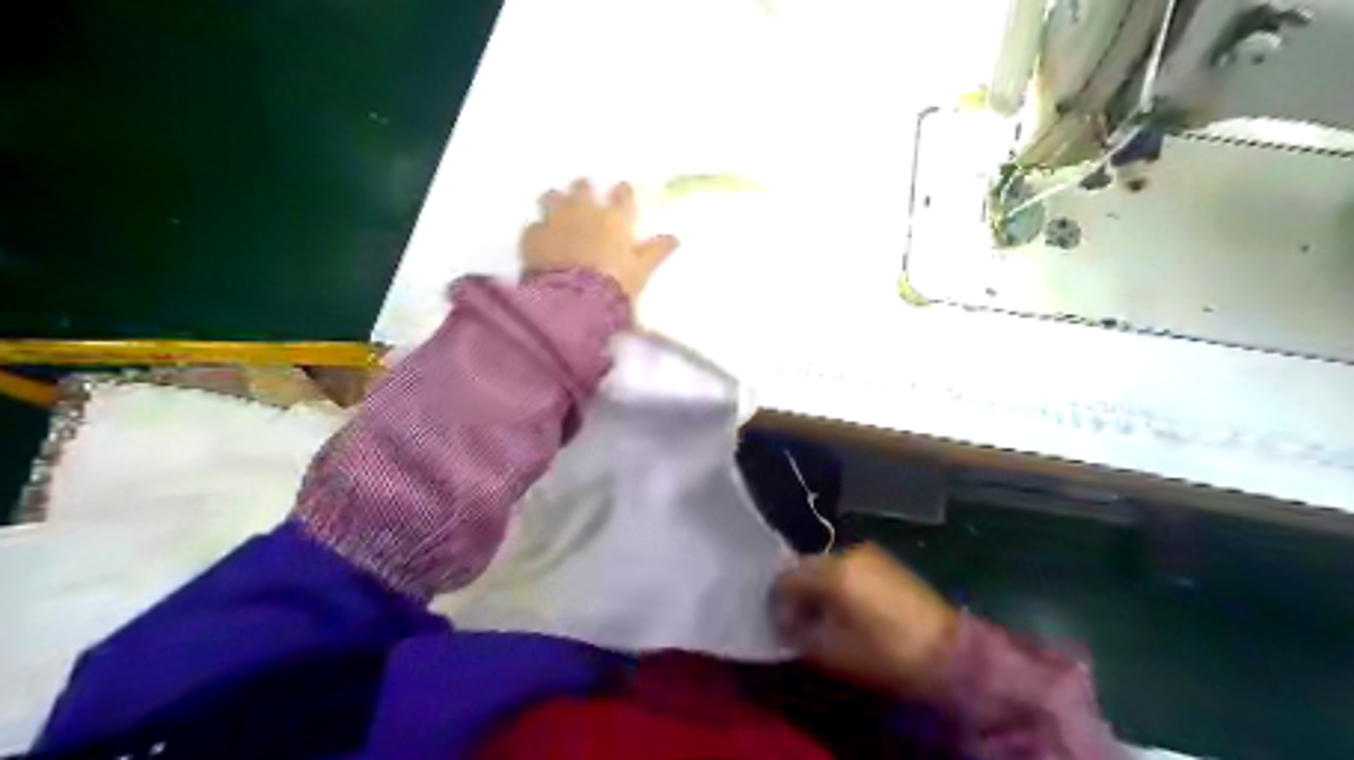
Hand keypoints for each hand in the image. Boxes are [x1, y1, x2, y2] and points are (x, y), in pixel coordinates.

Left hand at [522, 180, 682, 301]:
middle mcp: (584, 210)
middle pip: (583, 186)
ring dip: (556, 201)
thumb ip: (656, 252)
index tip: (621, 193)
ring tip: (557, 210)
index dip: (621, 192)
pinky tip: (540, 240)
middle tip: (585, 198)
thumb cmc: (614, 285)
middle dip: (585, 189)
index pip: (621, 193)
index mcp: (614, 218)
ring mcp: (556, 219)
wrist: (574, 300)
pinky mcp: (534, 234)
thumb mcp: (641, 271)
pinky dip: (538, 230)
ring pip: (552, 196)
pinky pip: (534, 225)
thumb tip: (675, 237)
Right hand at [778, 544, 956, 696]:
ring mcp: (869, 553)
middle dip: (799, 592)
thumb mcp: (831, 651)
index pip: (786, 577)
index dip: (778, 602)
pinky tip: (851, 608)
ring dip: (820, 587)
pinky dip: (841, 583)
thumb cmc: (884, 653)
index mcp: (831, 572)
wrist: (947, 652)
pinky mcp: (886, 561)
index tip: (784, 626)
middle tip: (803, 622)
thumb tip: (784, 622)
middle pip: (806, 566)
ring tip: (828, 616)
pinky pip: (849, 567)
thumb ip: (797, 632)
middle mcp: (847, 552)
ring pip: (828, 565)